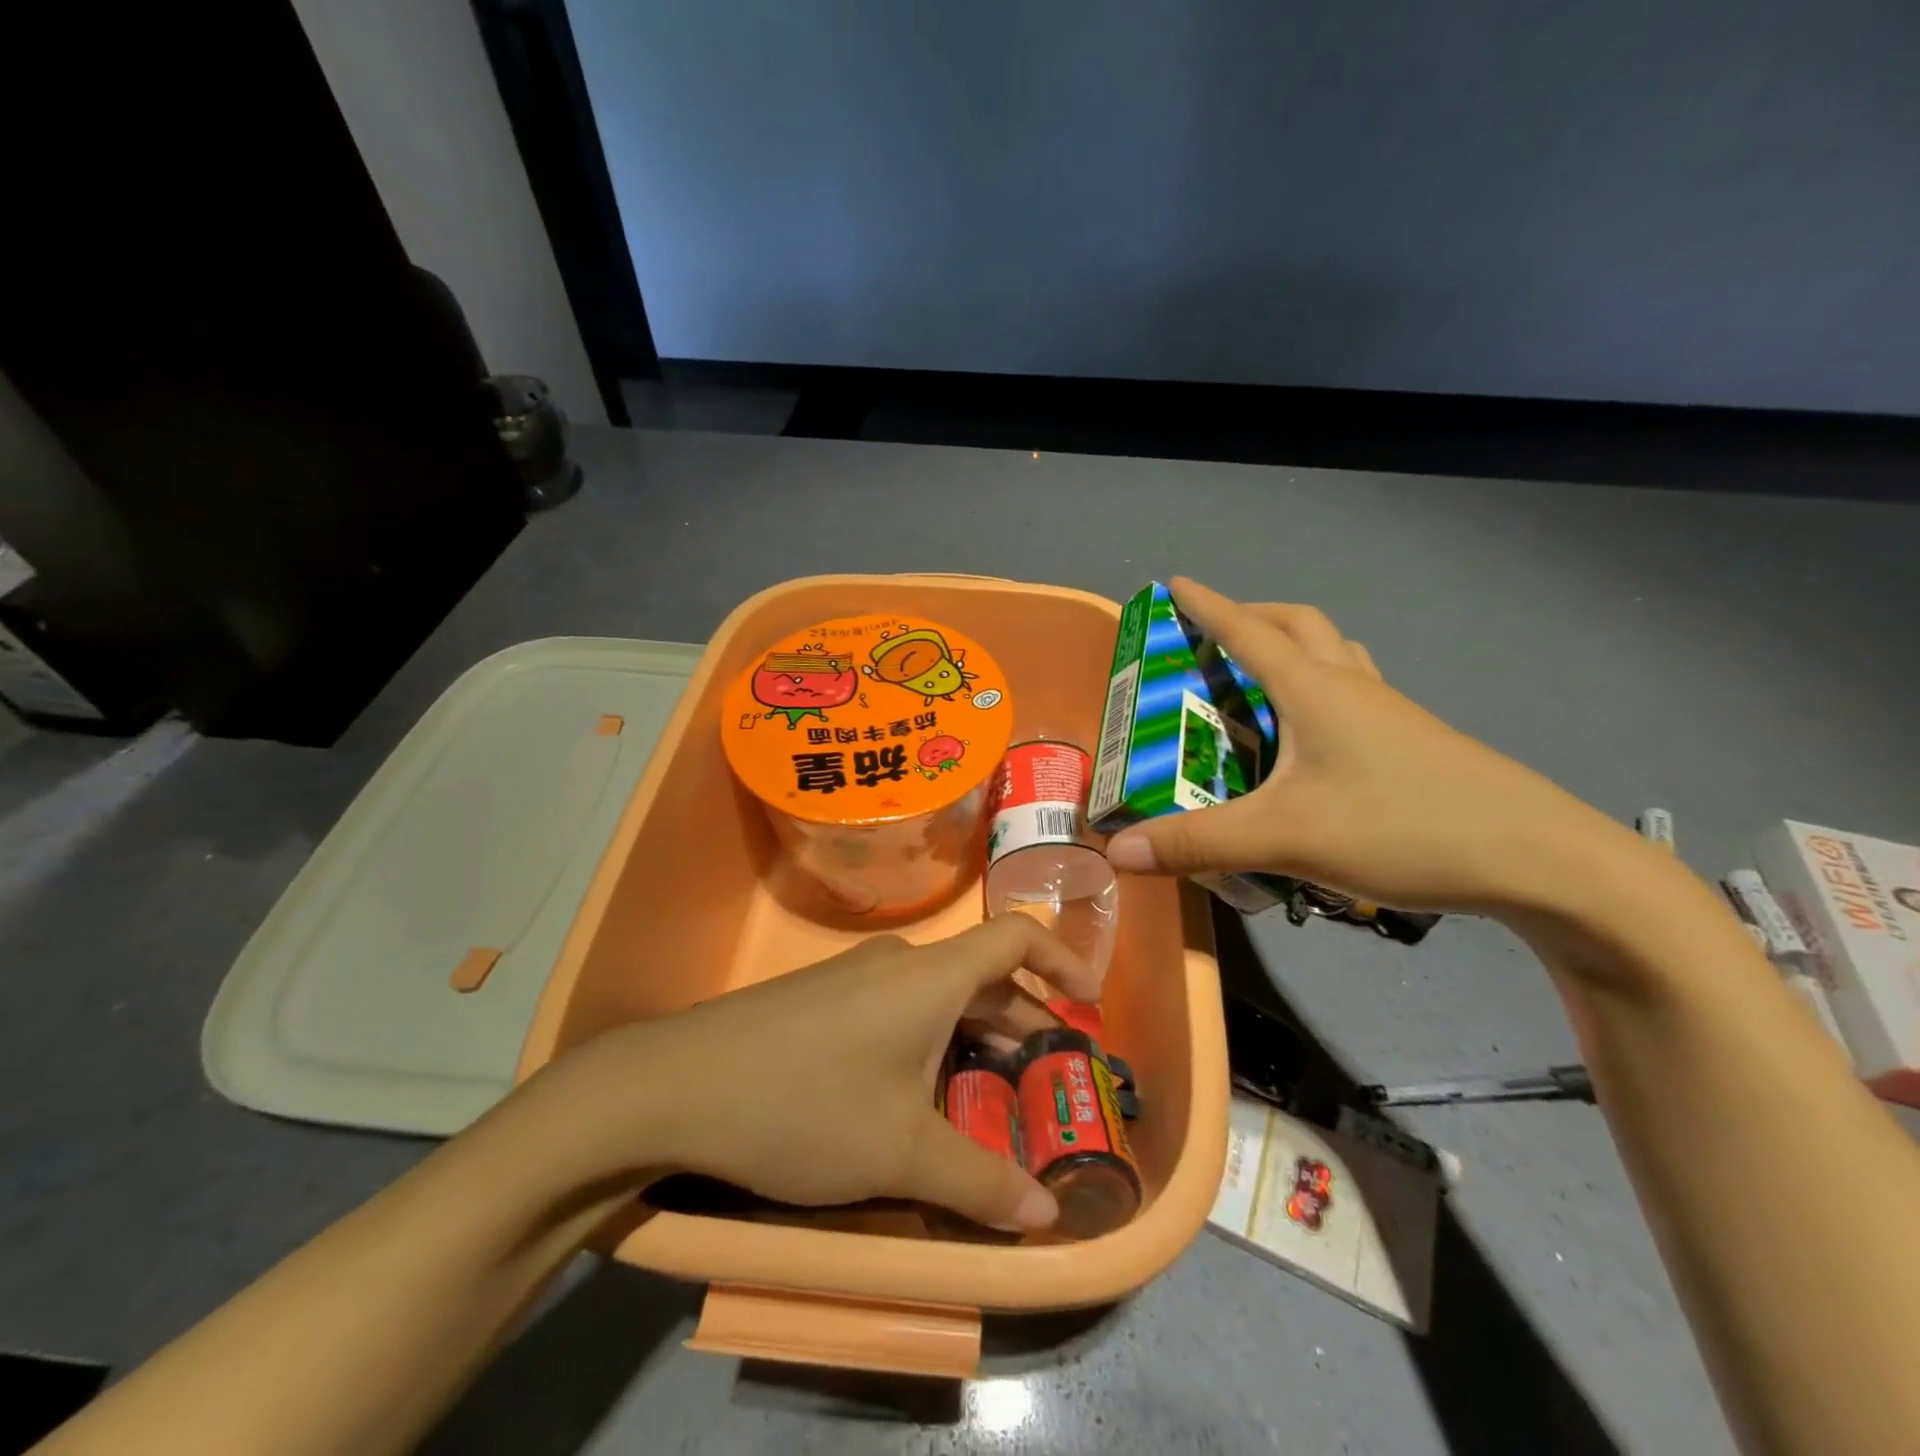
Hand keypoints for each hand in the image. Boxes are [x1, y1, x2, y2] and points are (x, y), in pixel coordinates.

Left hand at [551, 918, 1097, 1230]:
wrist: (676, 1084)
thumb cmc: (806, 1104)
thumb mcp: (900, 1154)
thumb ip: (980, 1183)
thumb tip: (1047, 1217)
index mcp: (932, 976)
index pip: (1015, 939)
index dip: (1061, 962)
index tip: (1089, 1003)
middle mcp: (899, 962)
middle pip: (979, 977)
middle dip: (1020, 1022)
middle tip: (1045, 1077)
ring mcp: (855, 977)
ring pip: (936, 997)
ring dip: (972, 1036)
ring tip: (987, 1092)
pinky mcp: (821, 999)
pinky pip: (897, 1007)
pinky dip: (928, 1039)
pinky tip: (913, 1093)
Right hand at [1105, 577, 1637, 915]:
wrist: (1541, 860)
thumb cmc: (1404, 826)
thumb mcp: (1286, 836)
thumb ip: (1196, 843)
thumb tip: (1115, 850)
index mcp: (1315, 689)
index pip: (1247, 630)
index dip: (1206, 605)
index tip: (1173, 584)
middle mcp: (1352, 687)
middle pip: (1298, 625)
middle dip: (1250, 617)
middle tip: (1212, 637)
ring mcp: (1391, 714)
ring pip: (1334, 655)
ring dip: (1292, 648)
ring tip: (1259, 679)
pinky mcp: (1413, 744)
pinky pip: (1356, 693)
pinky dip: (1322, 689)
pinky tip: (1312, 738)